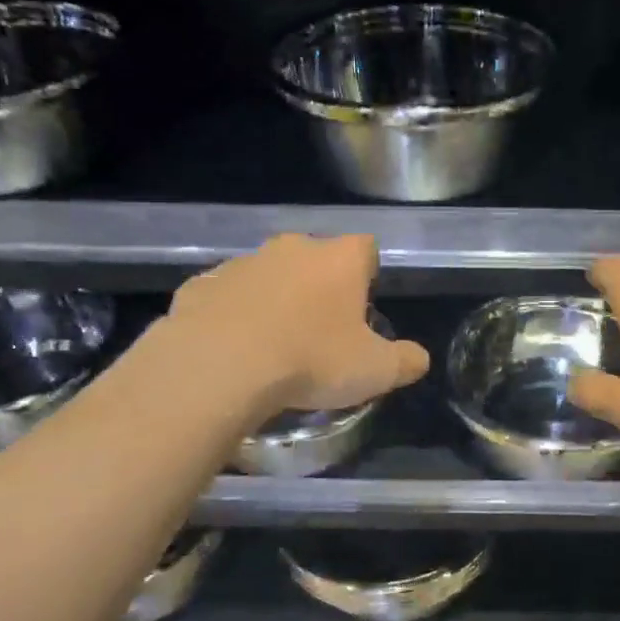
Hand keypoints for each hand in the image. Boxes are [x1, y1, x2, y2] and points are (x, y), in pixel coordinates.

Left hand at [163, 234, 428, 417]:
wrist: (219, 366)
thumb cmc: (311, 360)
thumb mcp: (375, 371)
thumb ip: (405, 361)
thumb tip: (419, 358)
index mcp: (339, 259)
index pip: (366, 248)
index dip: (368, 275)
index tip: (362, 307)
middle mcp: (291, 248)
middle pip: (315, 258)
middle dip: (320, 286)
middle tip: (321, 330)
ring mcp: (241, 263)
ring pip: (268, 275)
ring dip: (275, 299)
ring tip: (274, 345)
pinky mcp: (200, 285)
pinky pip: (226, 296)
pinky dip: (233, 315)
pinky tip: (234, 349)